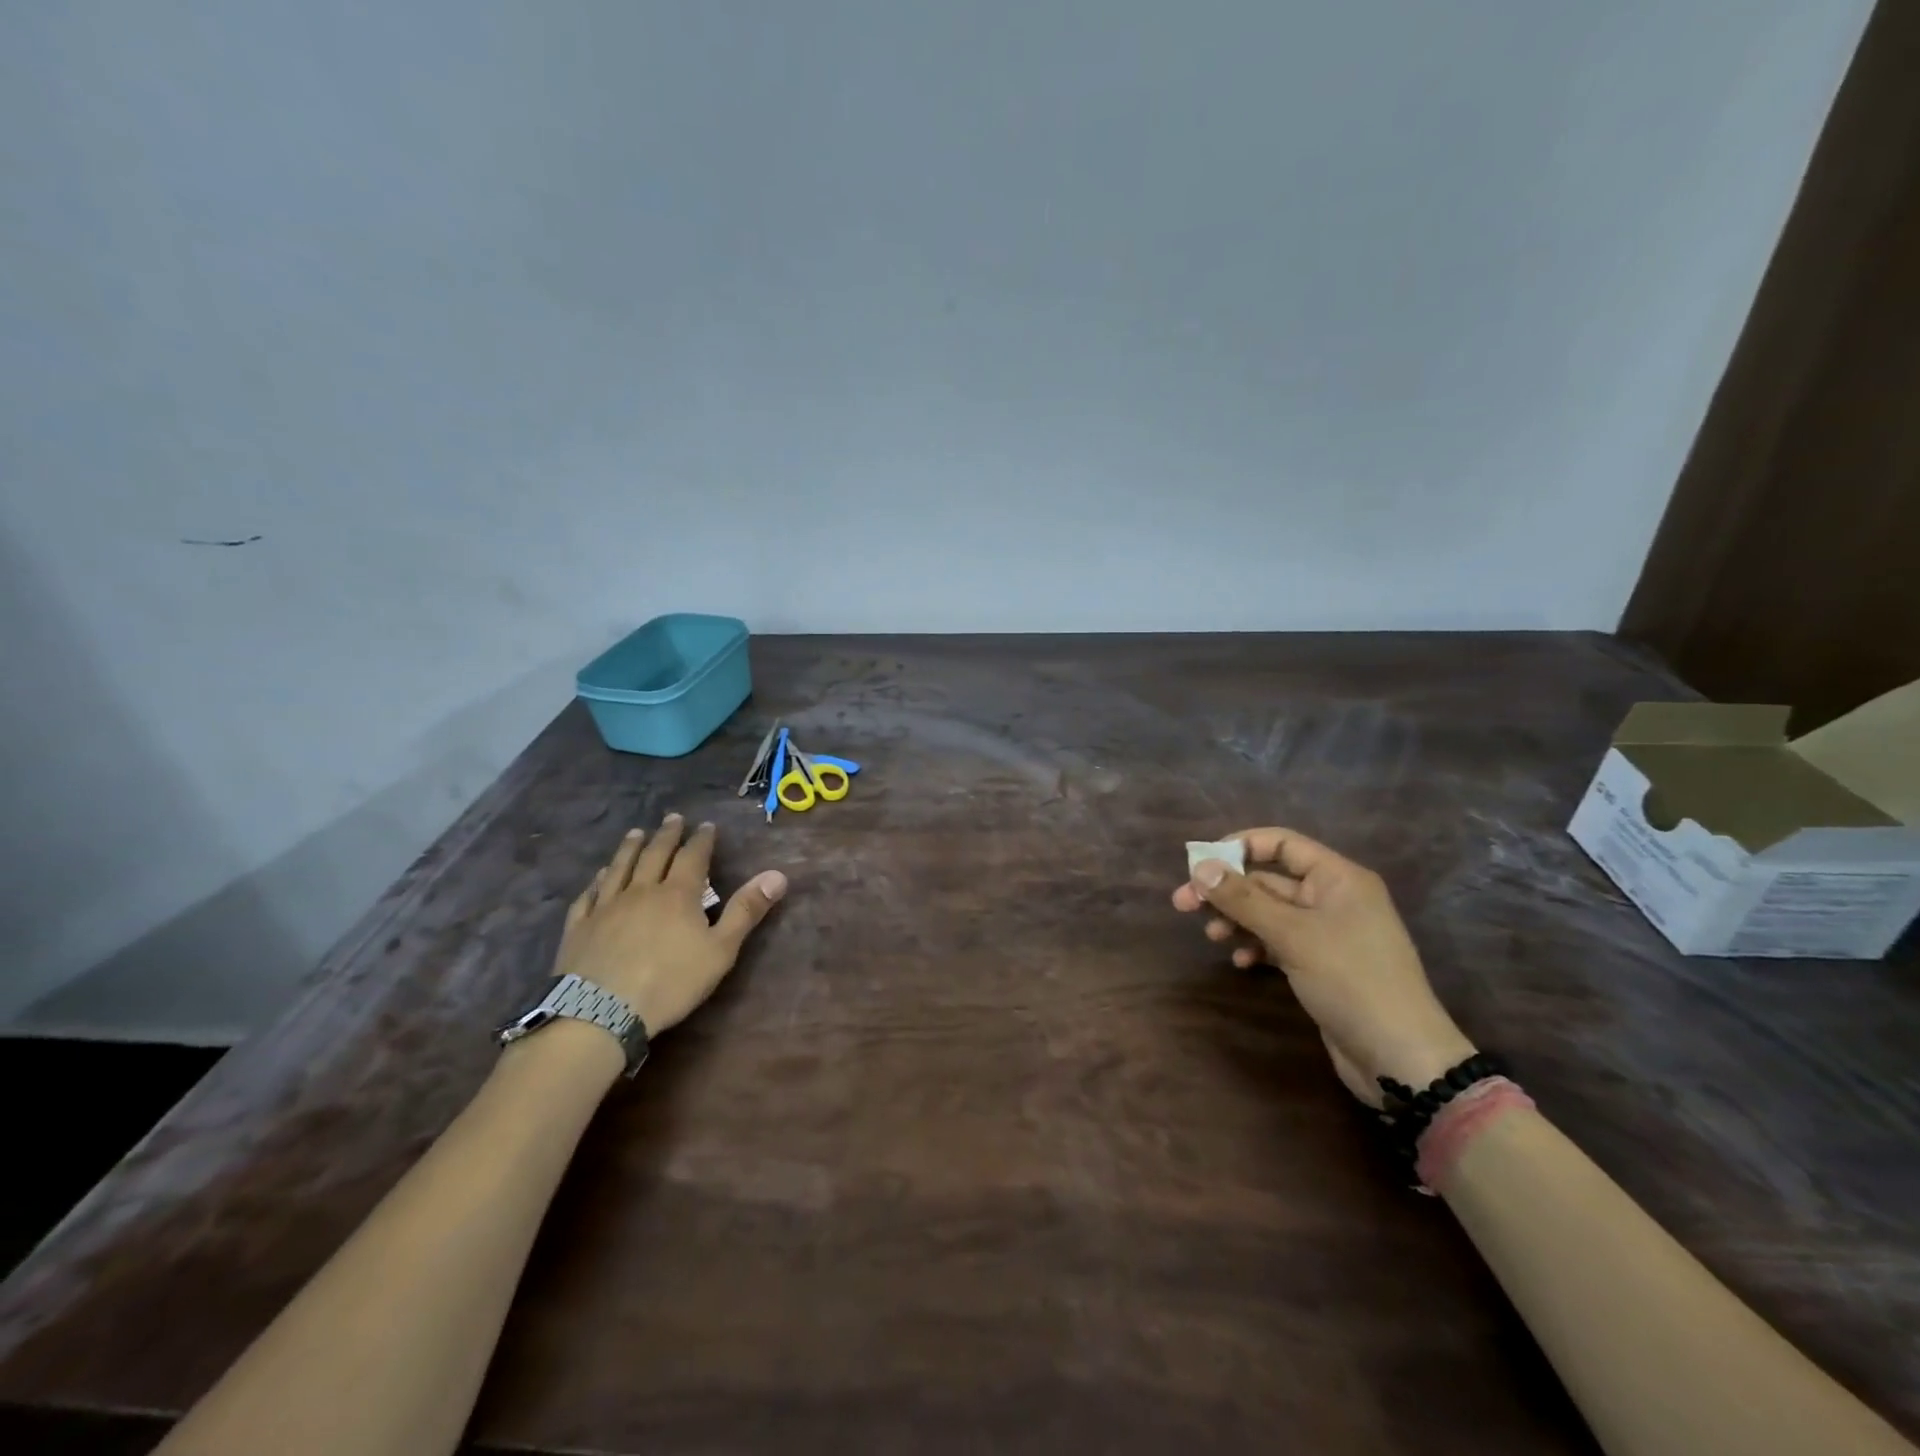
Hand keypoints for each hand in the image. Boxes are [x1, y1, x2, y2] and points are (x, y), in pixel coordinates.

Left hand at [552, 814, 787, 1036]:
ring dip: (630, 848)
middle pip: (655, 854)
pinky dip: (597, 881)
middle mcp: (642, 891)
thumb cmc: (670, 982)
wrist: (602, 1013)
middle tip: (672, 818)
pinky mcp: (579, 927)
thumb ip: (746, 911)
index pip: (693, 857)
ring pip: (620, 867)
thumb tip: (777, 875)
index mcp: (678, 894)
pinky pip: (589, 895)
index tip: (706, 825)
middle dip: (667, 835)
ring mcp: (607, 907)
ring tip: (636, 833)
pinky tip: (599, 876)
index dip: (701, 840)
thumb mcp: (720, 950)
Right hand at [1172, 827, 1474, 1100]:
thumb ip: (1244, 899)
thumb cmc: (1351, 981)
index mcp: (1337, 878)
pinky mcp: (1320, 964)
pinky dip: (1256, 945)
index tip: (1200, 864)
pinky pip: (1278, 941)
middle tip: (1183, 904)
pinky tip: (1240, 961)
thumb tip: (1200, 867)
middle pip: (1268, 880)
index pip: (1281, 844)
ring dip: (1237, 919)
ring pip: (1269, 912)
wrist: (1401, 1058)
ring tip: (1211, 937)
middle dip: (1227, 891)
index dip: (1239, 847)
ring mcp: (1327, 933)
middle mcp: (1332, 898)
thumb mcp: (1292, 935)